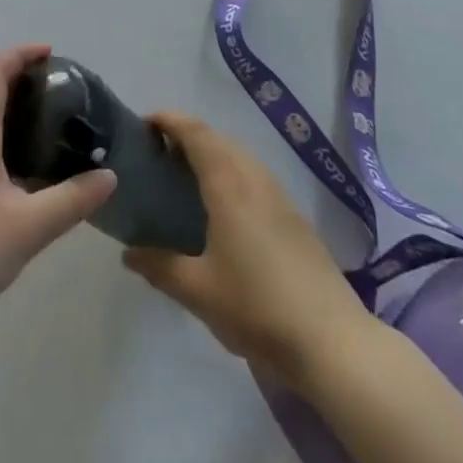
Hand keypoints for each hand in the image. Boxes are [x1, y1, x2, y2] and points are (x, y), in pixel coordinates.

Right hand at [124, 113, 375, 385]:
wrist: (333, 342)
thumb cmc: (258, 308)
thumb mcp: (198, 291)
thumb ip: (160, 267)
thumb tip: (128, 253)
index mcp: (229, 185)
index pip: (196, 133)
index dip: (169, 120)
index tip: (144, 124)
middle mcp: (255, 179)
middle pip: (219, 139)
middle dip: (188, 135)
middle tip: (158, 154)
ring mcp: (280, 198)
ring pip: (240, 157)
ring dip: (212, 153)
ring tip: (186, 177)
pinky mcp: (295, 219)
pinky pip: (255, 176)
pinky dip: (232, 173)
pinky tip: (224, 209)